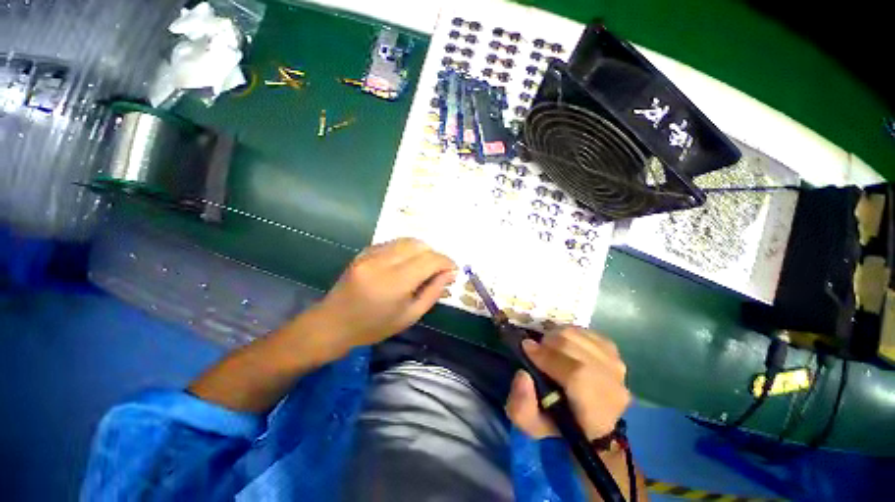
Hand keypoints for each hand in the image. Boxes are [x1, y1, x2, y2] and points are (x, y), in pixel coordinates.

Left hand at [307, 238, 456, 352]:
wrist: (333, 323)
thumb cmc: (374, 327)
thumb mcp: (410, 315)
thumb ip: (433, 292)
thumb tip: (451, 274)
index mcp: (394, 282)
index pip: (429, 260)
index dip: (446, 262)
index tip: (453, 270)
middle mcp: (382, 262)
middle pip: (419, 245)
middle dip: (434, 255)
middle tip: (438, 270)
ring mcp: (370, 254)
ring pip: (406, 240)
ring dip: (421, 251)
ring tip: (423, 267)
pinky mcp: (364, 251)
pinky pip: (393, 243)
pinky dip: (406, 250)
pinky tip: (405, 264)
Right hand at [505, 327, 630, 440]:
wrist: (592, 426)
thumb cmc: (560, 427)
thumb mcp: (533, 426)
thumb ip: (521, 407)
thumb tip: (522, 374)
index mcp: (595, 412)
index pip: (576, 374)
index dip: (547, 356)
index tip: (525, 348)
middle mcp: (613, 385)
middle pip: (575, 346)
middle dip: (548, 342)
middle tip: (536, 349)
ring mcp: (617, 366)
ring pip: (578, 334)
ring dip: (556, 336)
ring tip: (548, 347)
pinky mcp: (614, 353)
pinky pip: (586, 332)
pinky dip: (569, 334)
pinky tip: (564, 345)